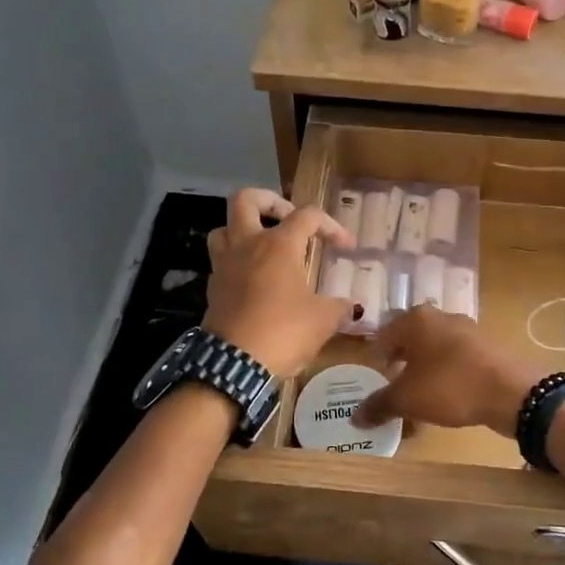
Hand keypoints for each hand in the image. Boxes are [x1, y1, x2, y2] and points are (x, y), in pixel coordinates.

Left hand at [203, 189, 354, 376]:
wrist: (234, 365)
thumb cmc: (283, 332)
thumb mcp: (323, 320)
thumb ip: (339, 307)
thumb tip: (351, 307)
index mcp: (278, 244)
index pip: (308, 216)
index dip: (331, 226)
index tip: (346, 247)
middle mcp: (247, 245)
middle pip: (246, 199)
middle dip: (269, 201)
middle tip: (288, 220)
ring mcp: (225, 265)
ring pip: (224, 228)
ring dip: (244, 230)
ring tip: (265, 246)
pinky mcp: (213, 288)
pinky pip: (221, 261)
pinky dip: (237, 262)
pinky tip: (255, 281)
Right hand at [352, 307, 543, 438]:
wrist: (511, 391)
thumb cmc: (450, 386)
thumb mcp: (407, 399)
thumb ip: (379, 404)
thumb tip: (354, 417)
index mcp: (415, 319)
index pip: (384, 336)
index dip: (376, 360)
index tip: (374, 382)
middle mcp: (440, 316)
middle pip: (410, 339)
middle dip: (400, 364)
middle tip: (394, 389)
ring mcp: (467, 328)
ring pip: (435, 348)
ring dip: (424, 369)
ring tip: (420, 396)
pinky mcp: (486, 346)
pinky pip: (456, 358)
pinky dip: (447, 373)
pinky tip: (448, 395)